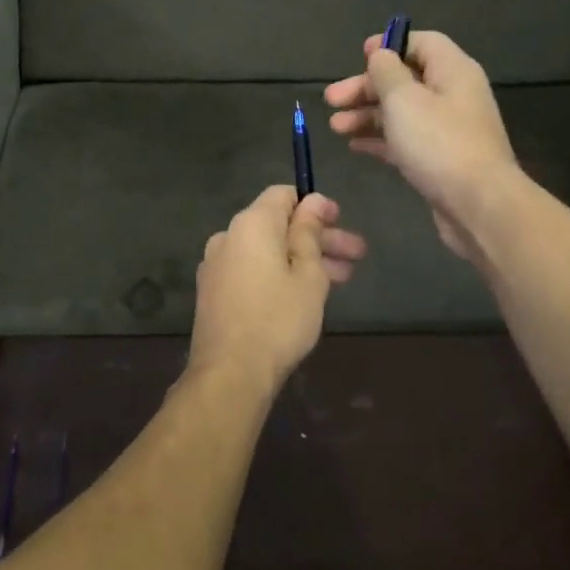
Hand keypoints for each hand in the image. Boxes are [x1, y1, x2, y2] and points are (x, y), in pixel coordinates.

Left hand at [190, 187, 366, 393]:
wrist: (230, 374)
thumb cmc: (278, 319)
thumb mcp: (308, 274)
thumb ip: (309, 233)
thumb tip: (313, 202)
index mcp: (251, 224)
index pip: (283, 195)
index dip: (315, 205)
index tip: (341, 222)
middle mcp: (228, 236)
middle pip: (278, 225)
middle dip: (319, 238)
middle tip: (356, 256)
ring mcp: (216, 265)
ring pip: (267, 251)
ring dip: (303, 259)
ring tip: (342, 279)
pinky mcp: (213, 292)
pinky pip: (252, 270)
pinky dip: (278, 274)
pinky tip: (304, 294)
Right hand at [324, 30, 518, 260]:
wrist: (478, 205)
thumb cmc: (438, 143)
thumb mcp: (403, 98)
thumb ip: (386, 71)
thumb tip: (381, 55)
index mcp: (452, 71)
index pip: (422, 42)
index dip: (390, 45)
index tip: (359, 56)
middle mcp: (453, 95)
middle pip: (405, 79)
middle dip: (366, 87)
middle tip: (331, 99)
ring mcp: (448, 129)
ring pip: (401, 112)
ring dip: (366, 115)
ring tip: (335, 127)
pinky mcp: (440, 159)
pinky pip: (405, 139)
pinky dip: (380, 139)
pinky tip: (354, 146)